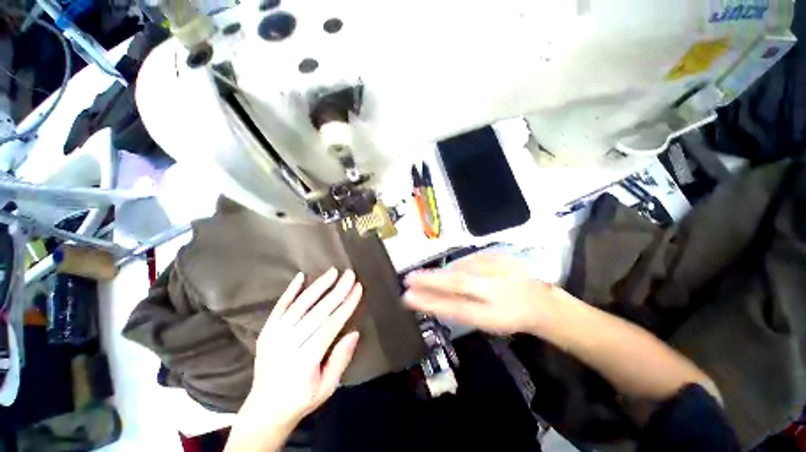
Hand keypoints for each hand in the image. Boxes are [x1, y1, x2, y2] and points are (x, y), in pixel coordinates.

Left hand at [227, 269, 362, 451]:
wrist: (264, 409)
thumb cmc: (300, 398)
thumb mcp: (327, 388)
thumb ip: (340, 360)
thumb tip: (354, 332)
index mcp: (305, 361)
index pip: (330, 326)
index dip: (346, 305)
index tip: (358, 289)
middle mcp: (288, 345)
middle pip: (317, 312)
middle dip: (337, 291)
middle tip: (350, 274)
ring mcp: (274, 336)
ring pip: (300, 306)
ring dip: (318, 286)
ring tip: (333, 271)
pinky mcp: (266, 331)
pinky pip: (279, 307)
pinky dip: (290, 291)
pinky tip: (301, 276)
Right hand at [403, 254, 561, 334]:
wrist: (540, 301)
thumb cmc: (510, 315)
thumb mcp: (481, 319)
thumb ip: (452, 307)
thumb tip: (426, 299)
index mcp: (478, 289)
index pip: (445, 288)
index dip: (425, 288)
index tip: (406, 287)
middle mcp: (480, 272)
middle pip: (449, 275)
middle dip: (428, 278)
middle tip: (411, 280)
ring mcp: (487, 261)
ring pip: (458, 267)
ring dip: (444, 274)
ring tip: (433, 280)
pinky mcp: (493, 255)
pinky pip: (469, 261)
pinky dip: (459, 267)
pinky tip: (458, 274)